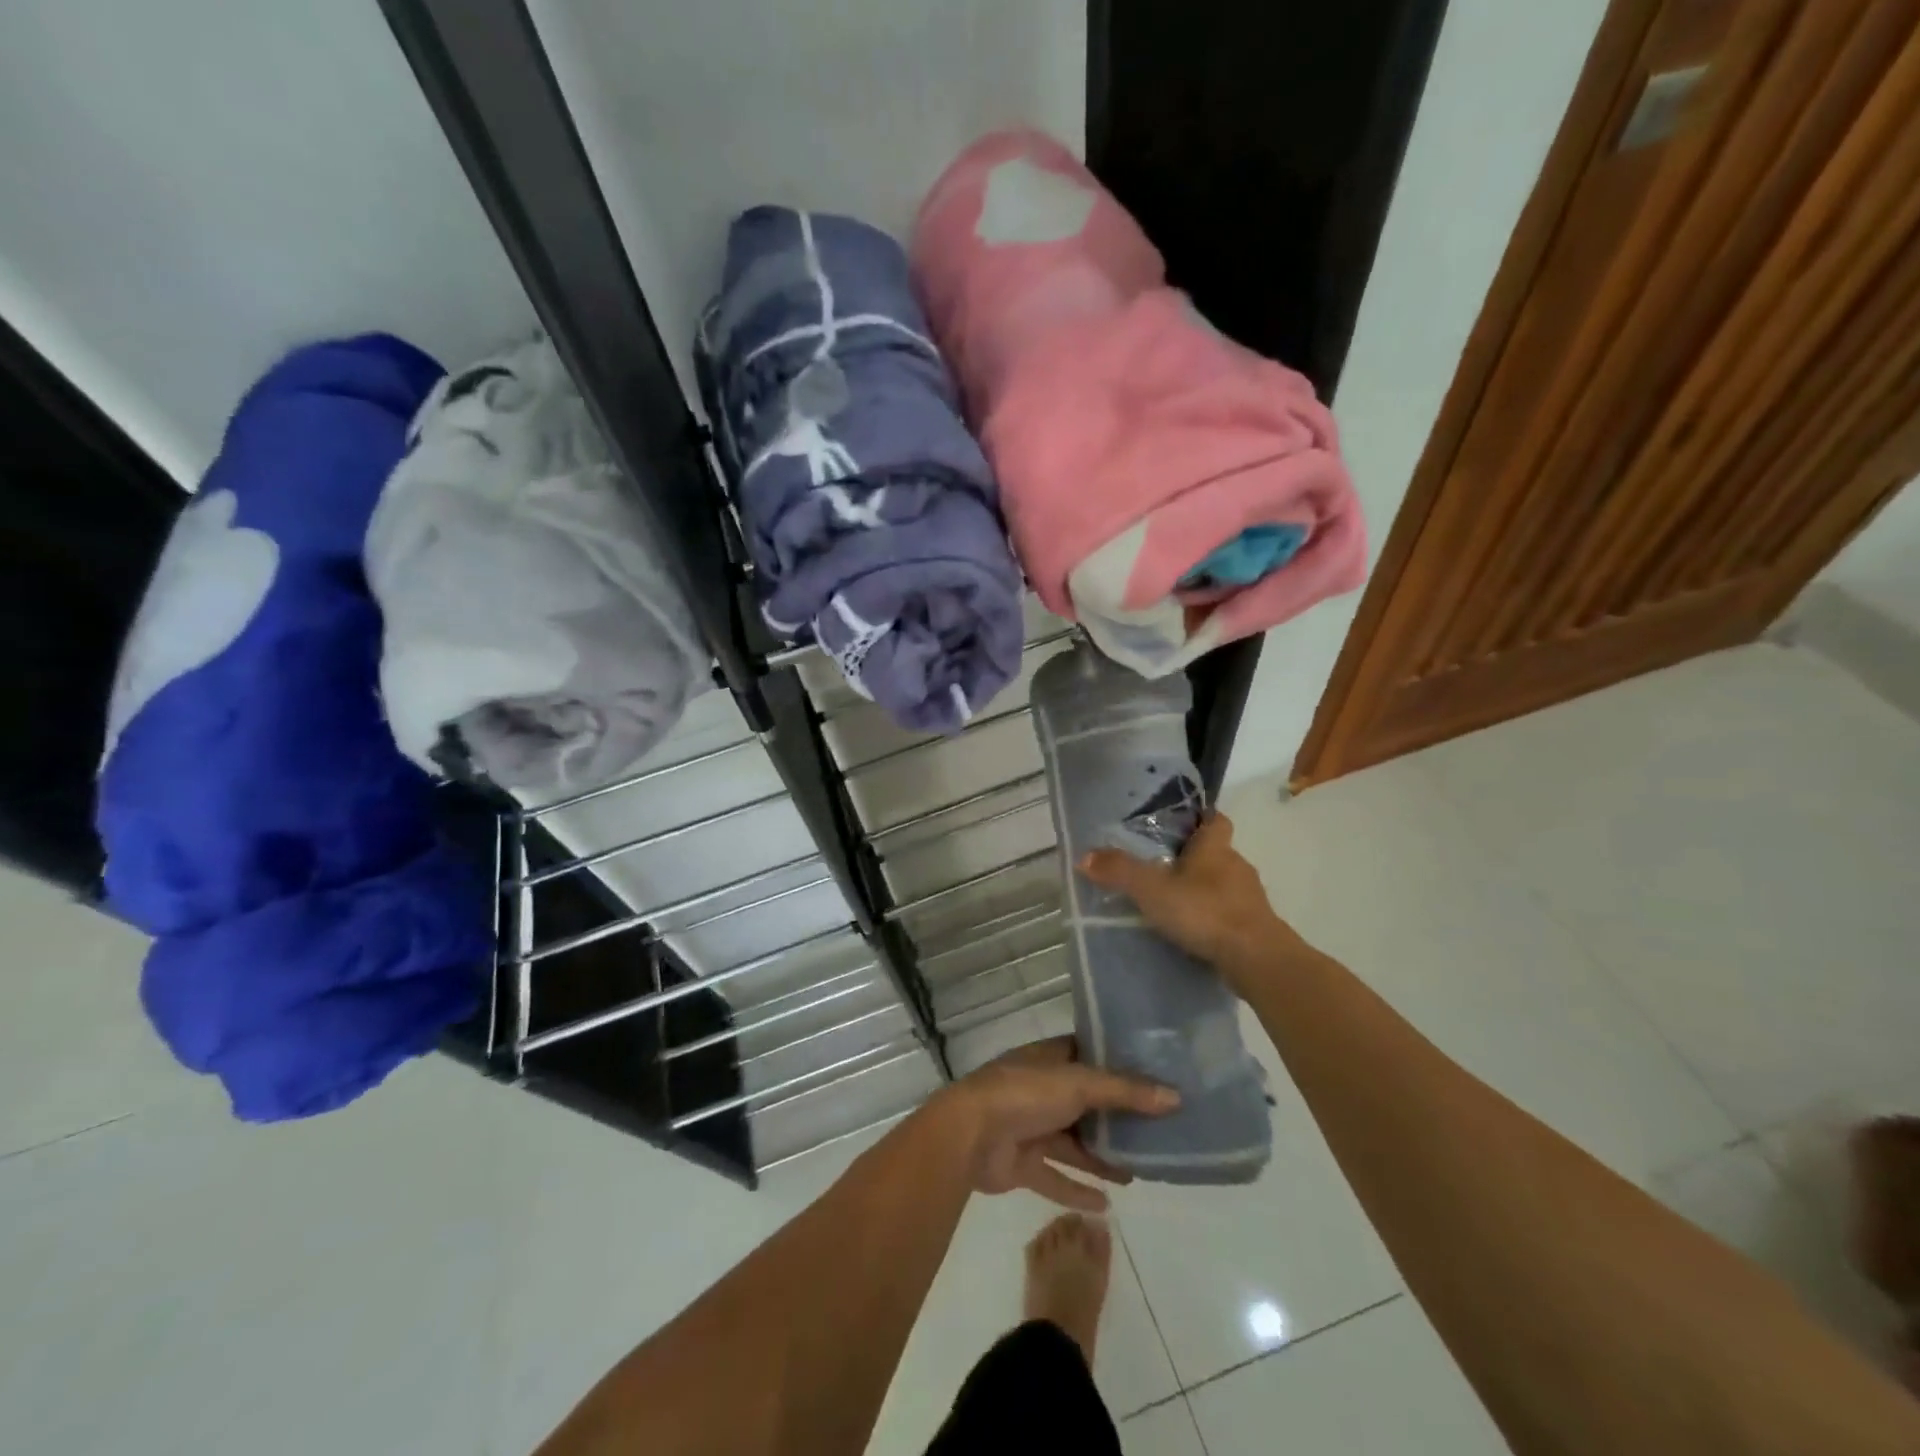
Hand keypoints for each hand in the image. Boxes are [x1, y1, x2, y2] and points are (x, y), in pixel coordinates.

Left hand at [935, 1037, 1177, 1212]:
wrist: (968, 1136)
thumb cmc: (1024, 1094)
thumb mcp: (1078, 1084)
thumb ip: (1125, 1092)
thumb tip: (1176, 1097)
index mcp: (1048, 1060)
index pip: (1086, 1055)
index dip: (1117, 1063)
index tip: (1153, 1074)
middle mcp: (1040, 1090)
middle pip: (1084, 1102)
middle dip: (1115, 1118)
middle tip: (1156, 1131)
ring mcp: (1029, 1126)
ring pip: (1073, 1143)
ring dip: (1101, 1157)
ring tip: (1140, 1171)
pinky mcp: (1021, 1163)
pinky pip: (1055, 1177)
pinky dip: (1077, 1189)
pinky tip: (1107, 1205)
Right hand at [1079, 812, 1295, 988]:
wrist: (1256, 959)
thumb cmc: (1205, 911)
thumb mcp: (1152, 889)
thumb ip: (1119, 871)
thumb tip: (1083, 856)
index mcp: (1215, 847)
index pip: (1215, 819)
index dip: (1201, 817)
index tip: (1182, 823)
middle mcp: (1236, 865)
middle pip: (1216, 852)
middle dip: (1193, 857)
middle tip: (1162, 866)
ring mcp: (1249, 897)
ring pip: (1223, 883)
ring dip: (1203, 889)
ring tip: (1172, 902)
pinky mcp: (1255, 926)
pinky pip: (1229, 912)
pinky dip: (1212, 916)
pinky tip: (1192, 930)